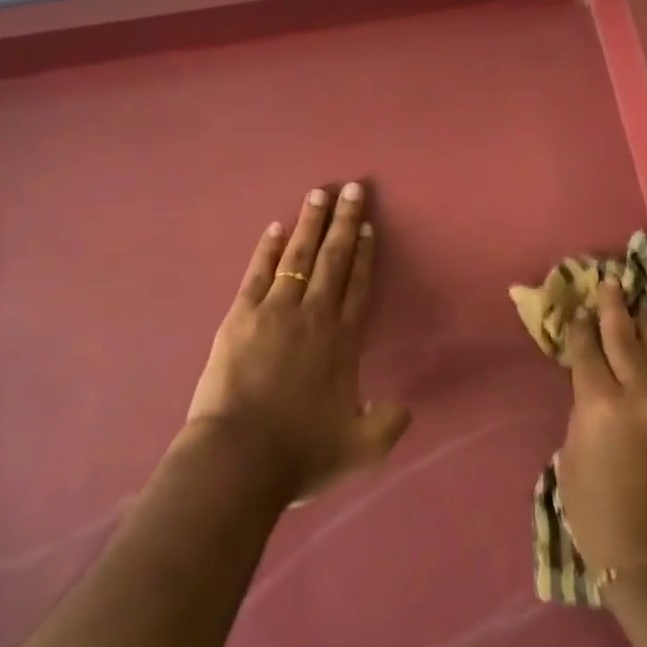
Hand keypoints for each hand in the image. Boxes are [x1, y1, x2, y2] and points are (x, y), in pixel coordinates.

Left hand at [185, 183, 410, 502]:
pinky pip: (259, 273)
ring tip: (318, 194)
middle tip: (353, 188)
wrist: (240, 458)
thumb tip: (407, 407)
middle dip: (345, 222)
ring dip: (310, 224)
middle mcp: (314, 316)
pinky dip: (269, 249)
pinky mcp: (241, 316)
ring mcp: (276, 311)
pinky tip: (276, 228)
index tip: (369, 227)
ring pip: (299, 257)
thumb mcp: (360, 448)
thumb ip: (388, 424)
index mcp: (343, 342)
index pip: (358, 286)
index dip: (365, 255)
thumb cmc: (301, 452)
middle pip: (334, 260)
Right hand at [557, 279, 646, 586]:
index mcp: (599, 405)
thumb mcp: (570, 459)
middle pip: (623, 337)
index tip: (576, 310)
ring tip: (638, 305)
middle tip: (609, 283)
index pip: (586, 350)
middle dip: (613, 307)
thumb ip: (582, 413)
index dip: (579, 328)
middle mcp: (640, 394)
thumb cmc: (599, 516)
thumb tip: (592, 387)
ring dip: (645, 326)